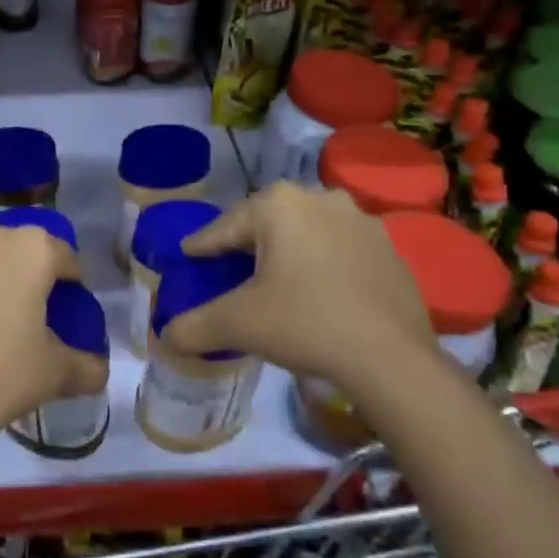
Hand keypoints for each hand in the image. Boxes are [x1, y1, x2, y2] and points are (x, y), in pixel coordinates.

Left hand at [0, 221, 107, 433]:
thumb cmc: (4, 373)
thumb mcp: (58, 373)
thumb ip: (88, 366)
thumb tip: (98, 371)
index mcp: (32, 249)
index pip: (65, 258)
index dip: (72, 285)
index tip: (69, 312)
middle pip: (21, 251)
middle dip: (28, 276)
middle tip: (30, 316)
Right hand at [165, 183, 437, 395]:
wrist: (391, 359)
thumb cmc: (304, 324)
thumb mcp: (238, 325)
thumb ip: (194, 326)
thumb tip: (166, 337)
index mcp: (279, 205)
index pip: (226, 226)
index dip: (203, 245)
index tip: (188, 255)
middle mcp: (320, 198)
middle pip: (268, 222)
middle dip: (247, 242)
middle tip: (229, 267)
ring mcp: (361, 220)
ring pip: (307, 231)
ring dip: (289, 249)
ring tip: (276, 279)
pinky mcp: (389, 248)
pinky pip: (340, 249)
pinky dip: (323, 263)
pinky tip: (319, 292)